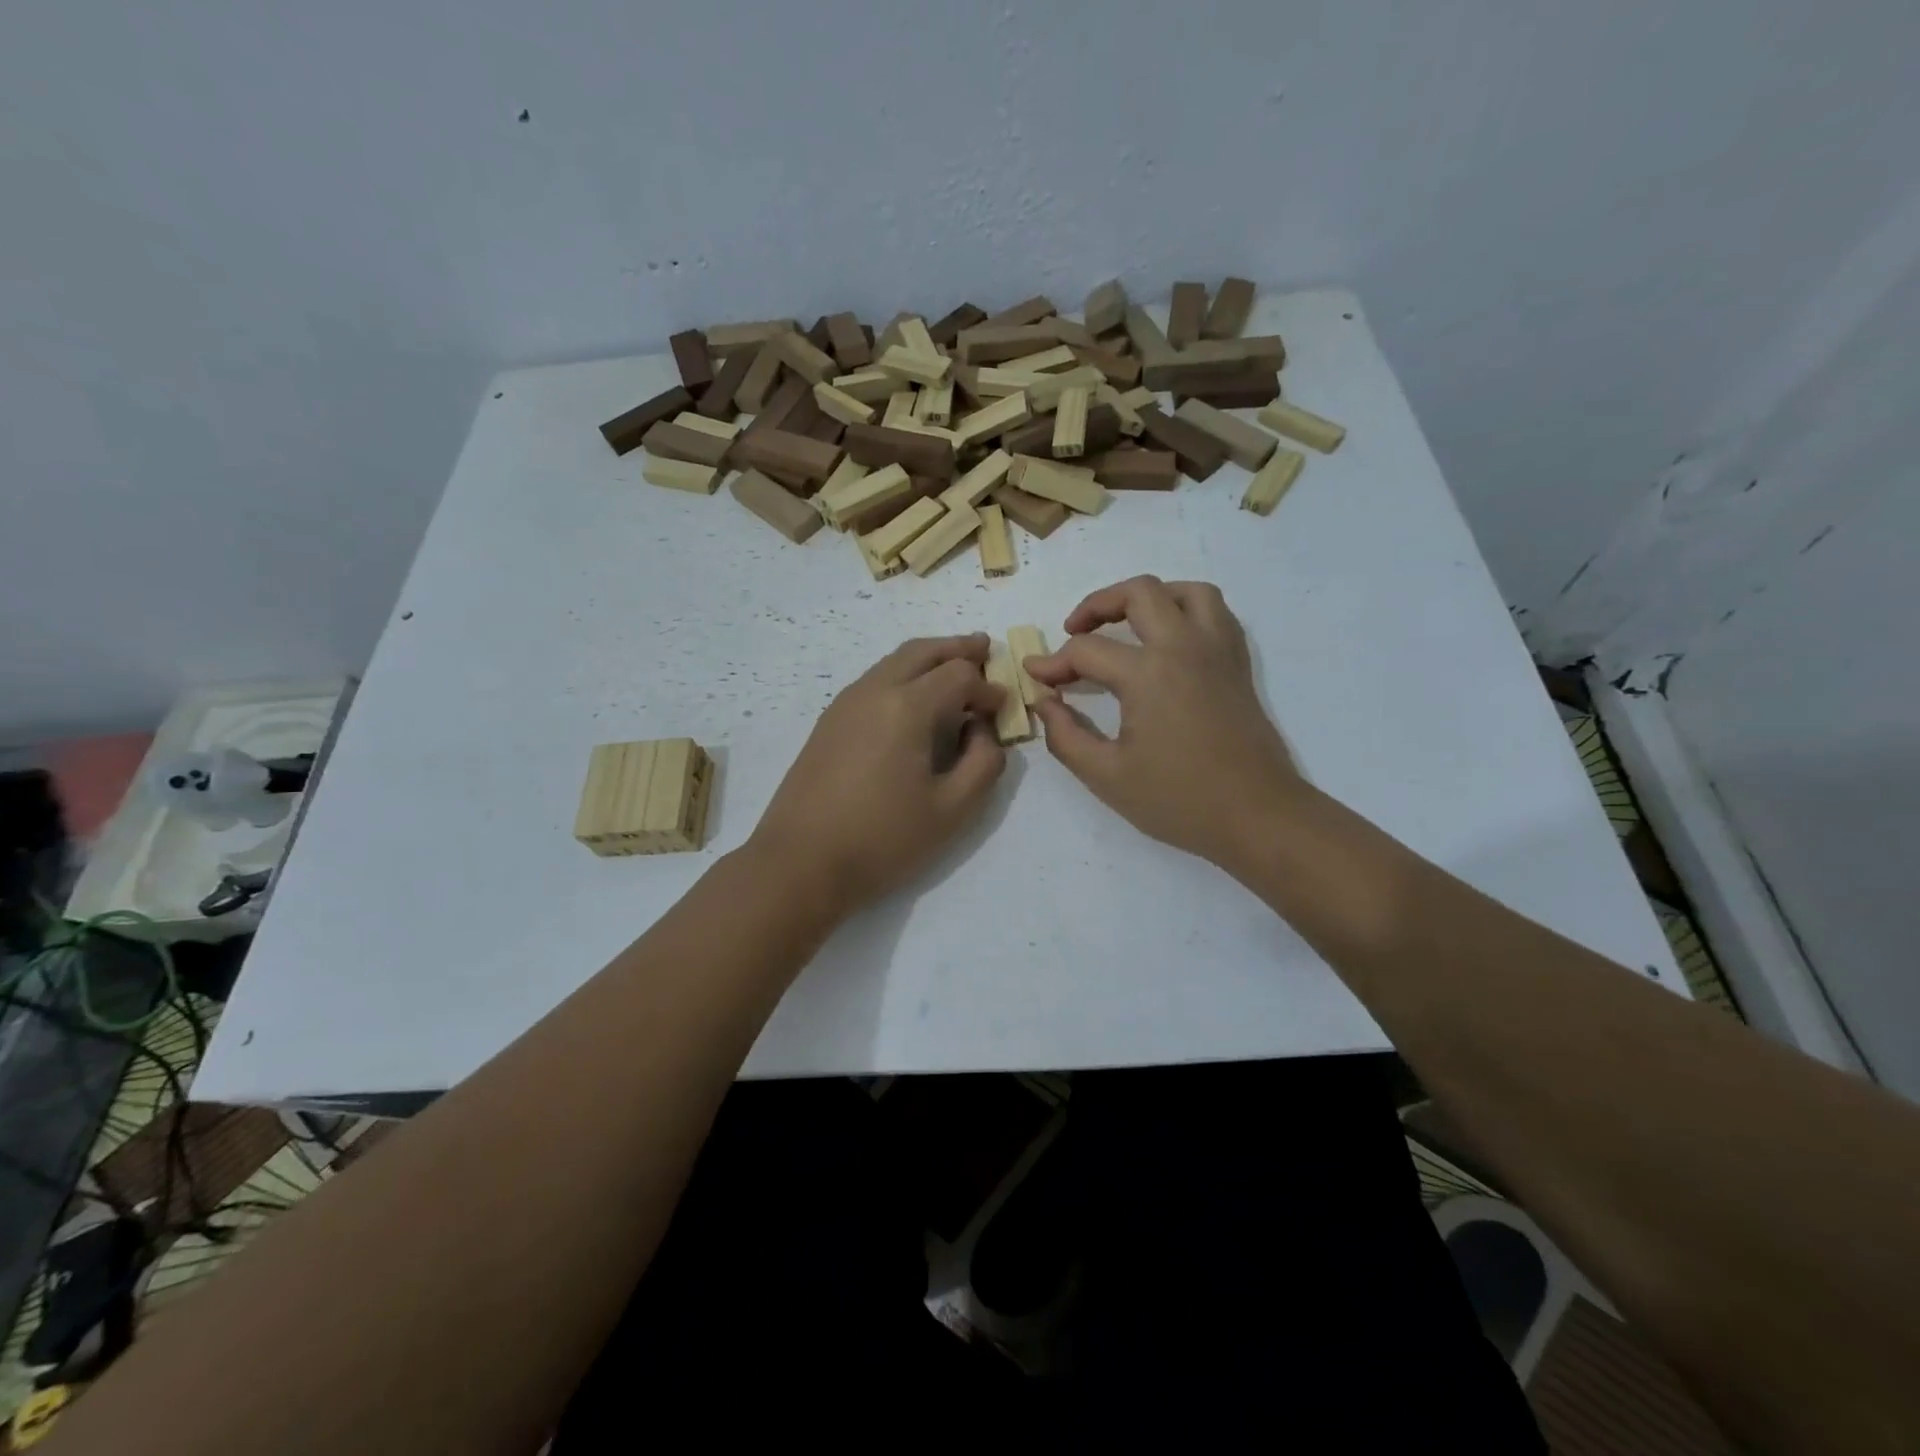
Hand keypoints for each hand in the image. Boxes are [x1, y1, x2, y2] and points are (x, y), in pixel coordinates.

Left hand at [749, 634, 1006, 918]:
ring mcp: (845, 703)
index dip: (988, 688)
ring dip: (928, 659)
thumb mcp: (952, 809)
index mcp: (906, 706)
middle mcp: (873, 690)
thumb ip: (984, 763)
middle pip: (922, 651)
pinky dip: (903, 676)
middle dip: (957, 649)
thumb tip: (982, 731)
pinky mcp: (828, 722)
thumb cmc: (882, 839)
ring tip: (953, 667)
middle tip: (984, 648)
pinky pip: (874, 681)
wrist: (800, 862)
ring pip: (894, 662)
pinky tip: (913, 702)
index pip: (959, 675)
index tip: (1002, 709)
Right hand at [1024, 577, 1303, 869]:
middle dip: (1096, 605)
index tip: (1035, 677)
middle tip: (1074, 633)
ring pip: (1185, 591)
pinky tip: (1168, 639)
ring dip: (1148, 598)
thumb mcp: (1106, 776)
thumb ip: (1065, 735)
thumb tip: (1045, 702)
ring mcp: (1218, 651)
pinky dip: (1185, 611)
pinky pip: (1215, 613)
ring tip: (1125, 624)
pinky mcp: (1238, 664)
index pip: (1086, 650)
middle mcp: (1185, 647)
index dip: (1053, 662)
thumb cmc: (1179, 800)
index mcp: (1148, 673)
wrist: (1257, 816)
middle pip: (1138, 593)